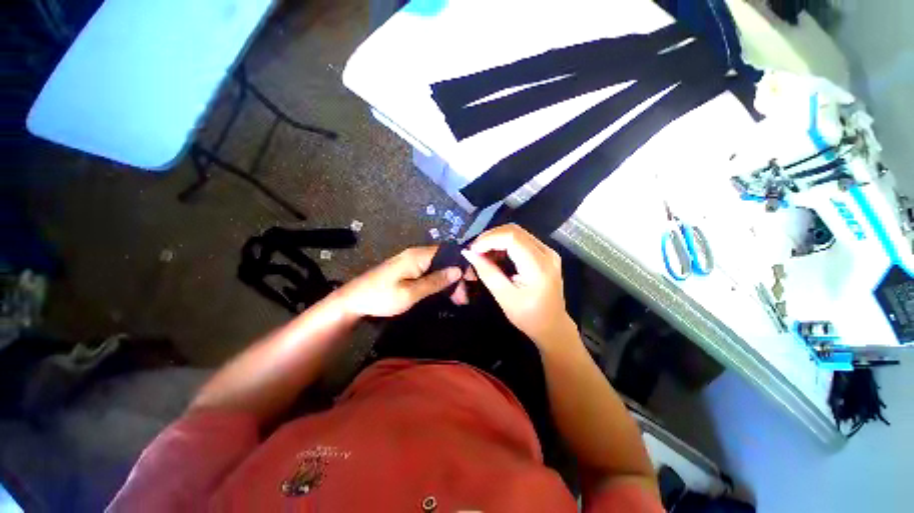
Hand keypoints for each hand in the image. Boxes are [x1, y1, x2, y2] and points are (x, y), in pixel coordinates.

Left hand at [337, 246, 461, 317]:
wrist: (353, 300)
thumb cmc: (381, 297)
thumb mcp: (411, 293)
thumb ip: (435, 281)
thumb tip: (457, 270)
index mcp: (418, 256)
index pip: (448, 252)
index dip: (462, 264)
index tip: (473, 281)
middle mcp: (416, 254)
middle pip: (444, 260)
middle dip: (457, 277)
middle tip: (464, 298)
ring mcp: (411, 261)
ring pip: (438, 266)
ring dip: (449, 281)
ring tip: (458, 300)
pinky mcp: (407, 269)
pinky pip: (429, 271)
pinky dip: (439, 282)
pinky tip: (444, 294)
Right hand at [461, 224, 577, 350]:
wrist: (552, 326)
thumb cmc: (528, 317)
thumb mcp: (504, 297)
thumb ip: (487, 272)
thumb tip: (469, 253)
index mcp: (538, 266)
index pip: (512, 237)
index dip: (489, 239)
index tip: (472, 250)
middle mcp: (547, 253)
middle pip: (514, 231)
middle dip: (490, 237)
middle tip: (474, 250)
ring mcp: (548, 251)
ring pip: (517, 232)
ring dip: (496, 239)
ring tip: (482, 252)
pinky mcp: (545, 253)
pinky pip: (522, 239)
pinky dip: (505, 243)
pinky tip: (495, 254)